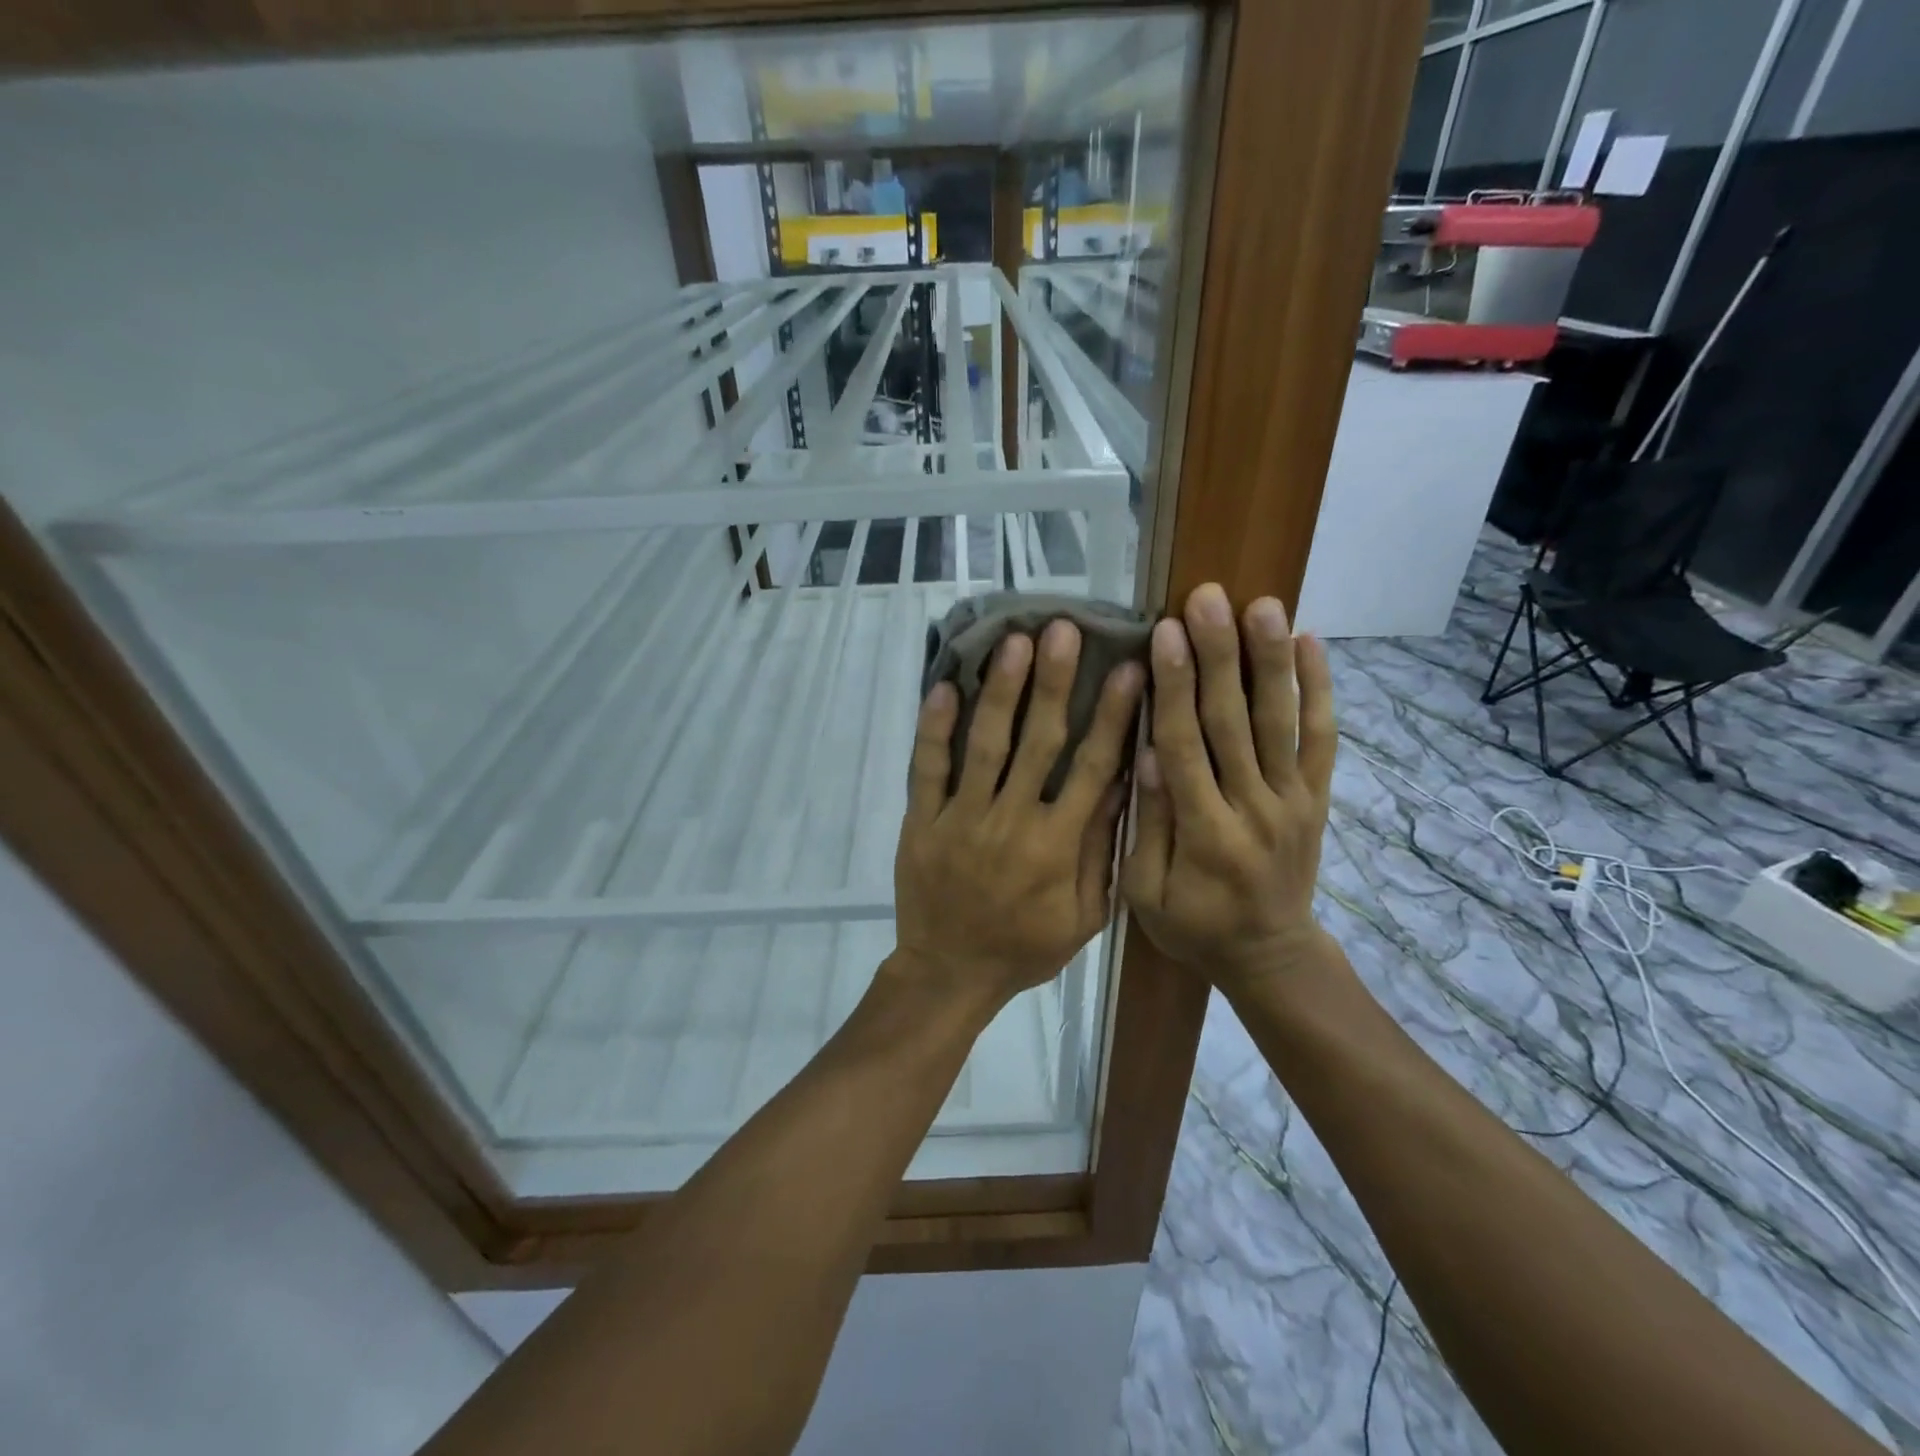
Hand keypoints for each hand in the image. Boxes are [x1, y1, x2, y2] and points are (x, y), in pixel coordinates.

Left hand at [891, 619, 1146, 1012]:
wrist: (951, 972)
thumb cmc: (1025, 947)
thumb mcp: (1084, 915)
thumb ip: (1101, 850)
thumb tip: (1119, 784)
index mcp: (1058, 845)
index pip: (1092, 767)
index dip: (1112, 716)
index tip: (1128, 668)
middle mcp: (1012, 821)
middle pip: (1038, 741)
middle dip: (1054, 682)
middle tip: (1064, 629)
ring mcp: (962, 818)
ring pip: (984, 745)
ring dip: (1001, 691)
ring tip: (1014, 642)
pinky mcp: (922, 820)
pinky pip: (927, 769)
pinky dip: (934, 728)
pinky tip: (945, 686)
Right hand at [1121, 583, 1337, 994]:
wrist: (1272, 956)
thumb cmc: (1196, 927)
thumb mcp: (1147, 894)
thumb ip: (1148, 826)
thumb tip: (1146, 754)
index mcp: (1206, 833)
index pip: (1186, 746)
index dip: (1175, 687)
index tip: (1165, 634)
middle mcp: (1255, 807)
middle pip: (1234, 721)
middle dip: (1219, 655)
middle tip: (1208, 599)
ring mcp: (1293, 800)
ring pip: (1282, 721)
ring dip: (1271, 660)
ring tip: (1263, 605)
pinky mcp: (1317, 798)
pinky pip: (1323, 740)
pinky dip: (1320, 691)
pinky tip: (1313, 644)